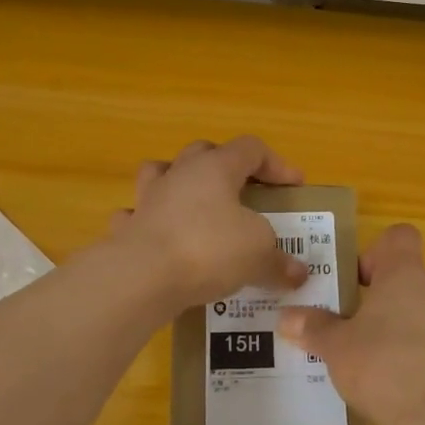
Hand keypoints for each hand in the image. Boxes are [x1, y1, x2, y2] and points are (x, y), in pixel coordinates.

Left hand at [107, 137, 308, 310]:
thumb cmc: (208, 249)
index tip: (294, 187)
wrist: (142, 277)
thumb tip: (298, 273)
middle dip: (227, 167)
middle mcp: (179, 173)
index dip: (276, 164)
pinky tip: (162, 240)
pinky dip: (150, 224)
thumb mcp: (258, 253)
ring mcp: (148, 199)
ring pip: (161, 173)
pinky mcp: (126, 229)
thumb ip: (280, 261)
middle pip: (205, 152)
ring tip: (197, 206)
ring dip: (180, 184)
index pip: (251, 148)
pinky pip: (137, 216)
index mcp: (215, 167)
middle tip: (245, 193)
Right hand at [276, 224, 424, 424]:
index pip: (400, 237)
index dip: (377, 252)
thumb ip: (313, 328)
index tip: (358, 282)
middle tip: (360, 323)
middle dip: (389, 295)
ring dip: (406, 325)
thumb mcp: (336, 347)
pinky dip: (423, 354)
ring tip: (377, 358)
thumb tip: (285, 317)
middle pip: (414, 276)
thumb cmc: (383, 366)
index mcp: (405, 274)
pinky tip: (401, 382)